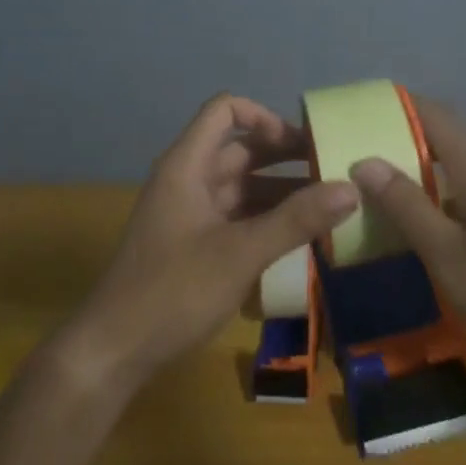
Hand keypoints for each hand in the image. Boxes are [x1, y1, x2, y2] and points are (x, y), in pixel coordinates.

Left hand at [61, 93, 356, 392]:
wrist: (113, 354)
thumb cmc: (173, 291)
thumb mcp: (241, 253)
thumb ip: (296, 219)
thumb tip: (352, 188)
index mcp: (188, 165)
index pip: (225, 111)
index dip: (264, 117)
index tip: (301, 143)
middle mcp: (189, 180)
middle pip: (241, 149)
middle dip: (285, 155)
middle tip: (333, 169)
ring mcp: (191, 214)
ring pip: (243, 186)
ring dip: (282, 191)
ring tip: (329, 205)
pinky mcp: (195, 244)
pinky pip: (238, 217)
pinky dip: (268, 219)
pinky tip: (302, 238)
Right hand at [349, 99, 465, 377]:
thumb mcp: (457, 263)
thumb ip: (410, 211)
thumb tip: (365, 161)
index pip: (435, 115)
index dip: (400, 105)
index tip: (368, 112)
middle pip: (457, 144)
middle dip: (416, 151)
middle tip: (379, 177)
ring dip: (447, 184)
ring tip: (418, 214)